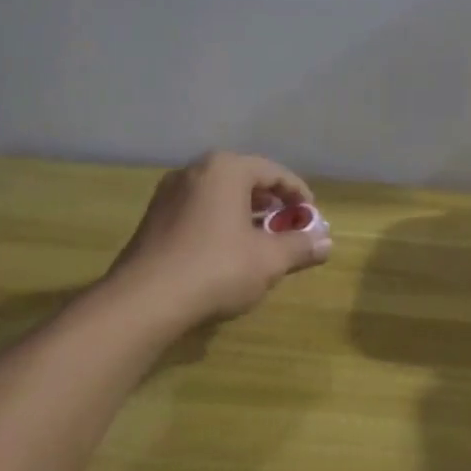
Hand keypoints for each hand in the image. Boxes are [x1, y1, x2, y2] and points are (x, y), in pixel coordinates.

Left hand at [105, 152, 331, 325]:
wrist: (144, 301)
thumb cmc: (216, 268)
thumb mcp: (269, 260)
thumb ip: (300, 247)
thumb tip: (326, 243)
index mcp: (226, 169)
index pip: (273, 172)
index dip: (297, 193)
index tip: (311, 215)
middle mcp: (195, 171)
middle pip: (244, 179)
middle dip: (270, 202)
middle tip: (288, 224)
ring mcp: (169, 193)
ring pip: (219, 194)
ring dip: (244, 212)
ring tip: (261, 239)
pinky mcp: (153, 218)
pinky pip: (197, 209)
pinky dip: (219, 221)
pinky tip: (227, 250)